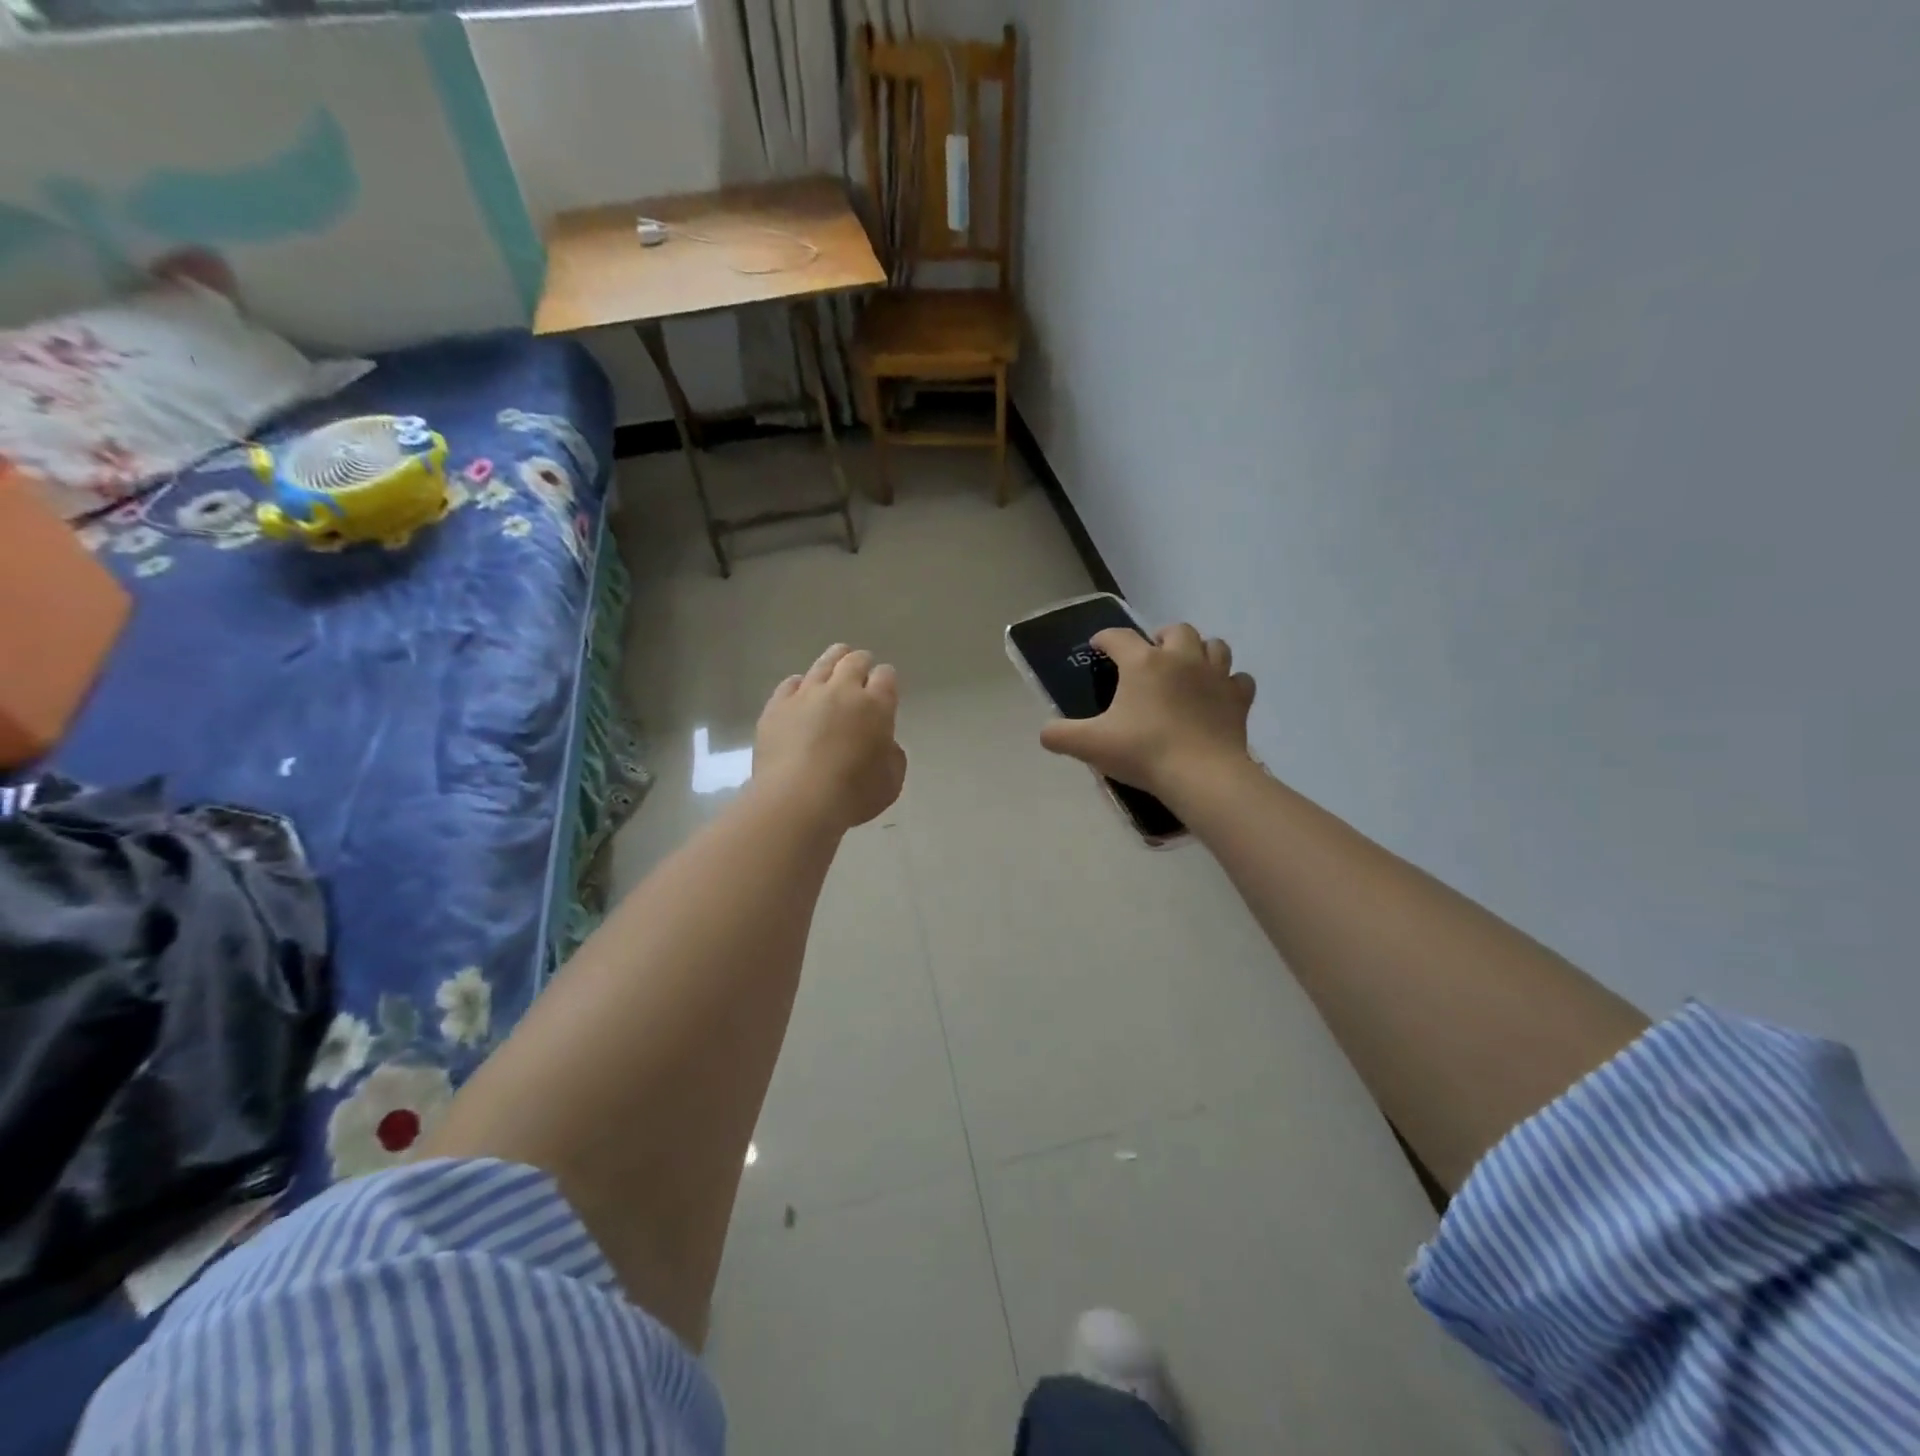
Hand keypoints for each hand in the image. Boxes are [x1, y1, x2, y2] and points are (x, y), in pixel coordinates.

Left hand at [753, 644, 907, 831]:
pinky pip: (791, 683)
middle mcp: (842, 690)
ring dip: (833, 661)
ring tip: (835, 662)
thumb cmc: (853, 795)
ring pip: (822, 664)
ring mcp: (806, 695)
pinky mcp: (777, 707)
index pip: (886, 676)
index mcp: (876, 706)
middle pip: (854, 661)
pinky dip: (800, 684)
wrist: (798, 801)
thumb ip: (892, 755)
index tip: (884, 686)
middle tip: (861, 667)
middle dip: (861, 662)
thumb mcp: (891, 781)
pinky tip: (800, 691)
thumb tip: (883, 743)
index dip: (886, 679)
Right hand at [1039, 624, 1256, 801]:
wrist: (1202, 775)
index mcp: (1143, 662)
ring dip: (1200, 651)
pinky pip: (1238, 679)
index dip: (1105, 638)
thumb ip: (1061, 735)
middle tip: (1151, 656)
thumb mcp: (1090, 745)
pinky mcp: (1238, 698)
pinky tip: (1218, 695)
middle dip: (1161, 637)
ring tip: (1187, 669)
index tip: (1098, 647)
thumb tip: (1045, 733)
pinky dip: (1228, 683)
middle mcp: (1181, 658)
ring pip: (1214, 646)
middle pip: (1176, 630)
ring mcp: (1215, 676)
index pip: (1119, 637)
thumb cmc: (1143, 752)